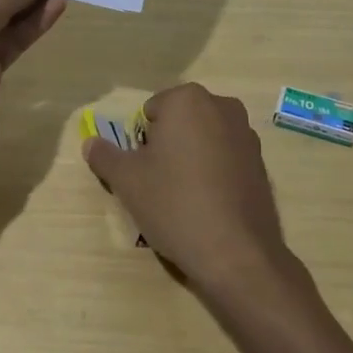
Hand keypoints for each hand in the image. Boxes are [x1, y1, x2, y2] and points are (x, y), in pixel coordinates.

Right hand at [81, 83, 293, 301]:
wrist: (236, 253)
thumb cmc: (174, 204)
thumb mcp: (127, 181)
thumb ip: (104, 156)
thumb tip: (90, 143)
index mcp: (188, 100)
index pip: (150, 111)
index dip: (141, 141)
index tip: (143, 170)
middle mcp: (222, 107)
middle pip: (180, 122)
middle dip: (167, 145)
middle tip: (159, 183)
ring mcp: (247, 135)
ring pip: (204, 140)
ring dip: (191, 158)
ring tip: (184, 198)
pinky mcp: (262, 164)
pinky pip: (226, 160)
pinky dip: (214, 173)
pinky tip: (209, 206)